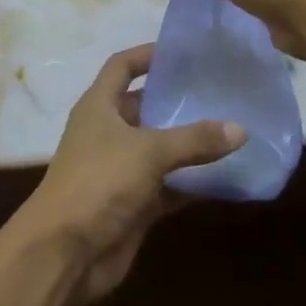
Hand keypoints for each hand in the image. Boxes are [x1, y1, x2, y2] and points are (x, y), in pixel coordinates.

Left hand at [18, 45, 243, 305]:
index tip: (183, 52)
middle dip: (177, 100)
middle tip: (220, 92)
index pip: (122, 66)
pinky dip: (192, 182)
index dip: (147, 55)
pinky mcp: (133, 204)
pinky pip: (169, 185)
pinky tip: (225, 177)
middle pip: (145, 106)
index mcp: (99, 106)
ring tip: (231, 129)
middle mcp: (108, 132)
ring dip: (190, 143)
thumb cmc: (99, 182)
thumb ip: (194, 140)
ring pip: (160, 148)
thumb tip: (240, 128)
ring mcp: (120, 169)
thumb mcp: (148, 152)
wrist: (65, 253)